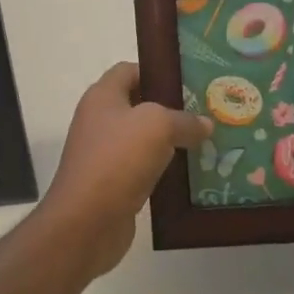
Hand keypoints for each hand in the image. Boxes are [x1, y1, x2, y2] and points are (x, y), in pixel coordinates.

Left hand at [40, 62, 211, 280]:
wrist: (86, 222)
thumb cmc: (117, 159)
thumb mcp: (157, 126)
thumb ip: (184, 120)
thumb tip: (205, 124)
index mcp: (103, 96)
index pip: (130, 70)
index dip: (157, 72)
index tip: (190, 81)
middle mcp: (100, 120)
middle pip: (139, 105)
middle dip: (171, 108)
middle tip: (206, 111)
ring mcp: (105, 154)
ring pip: (144, 139)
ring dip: (171, 142)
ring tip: (207, 141)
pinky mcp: (113, 184)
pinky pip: (144, 168)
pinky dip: (165, 170)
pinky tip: (192, 174)